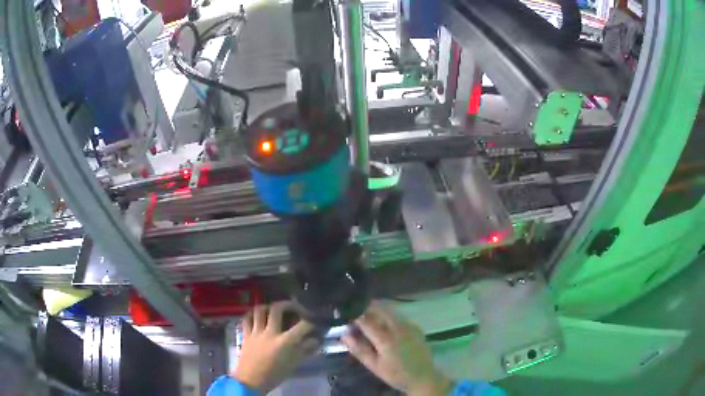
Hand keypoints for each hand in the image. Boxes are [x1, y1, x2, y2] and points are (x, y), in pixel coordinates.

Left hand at [234, 302, 319, 393]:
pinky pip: (247, 319)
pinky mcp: (245, 334)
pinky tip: (258, 316)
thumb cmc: (274, 375)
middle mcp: (270, 332)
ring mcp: (256, 332)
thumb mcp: (293, 364)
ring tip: (275, 310)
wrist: (250, 381)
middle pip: (277, 309)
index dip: (310, 322)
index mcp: (285, 342)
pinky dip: (253, 314)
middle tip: (295, 308)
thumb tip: (315, 340)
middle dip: (289, 305)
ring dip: (269, 307)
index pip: (302, 326)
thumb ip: (304, 350)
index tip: (314, 322)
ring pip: (260, 310)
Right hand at [341, 302, 451, 395]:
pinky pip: (398, 316)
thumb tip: (344, 335)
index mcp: (386, 339)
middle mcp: (398, 328)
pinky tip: (384, 325)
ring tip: (367, 318)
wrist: (423, 377)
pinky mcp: (415, 327)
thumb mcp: (375, 366)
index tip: (344, 315)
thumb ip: (360, 350)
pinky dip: (388, 316)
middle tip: (355, 314)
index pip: (366, 320)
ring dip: (377, 311)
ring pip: (390, 311)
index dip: (354, 316)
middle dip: (366, 308)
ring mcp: (409, 325)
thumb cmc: (396, 374)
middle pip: (379, 309)